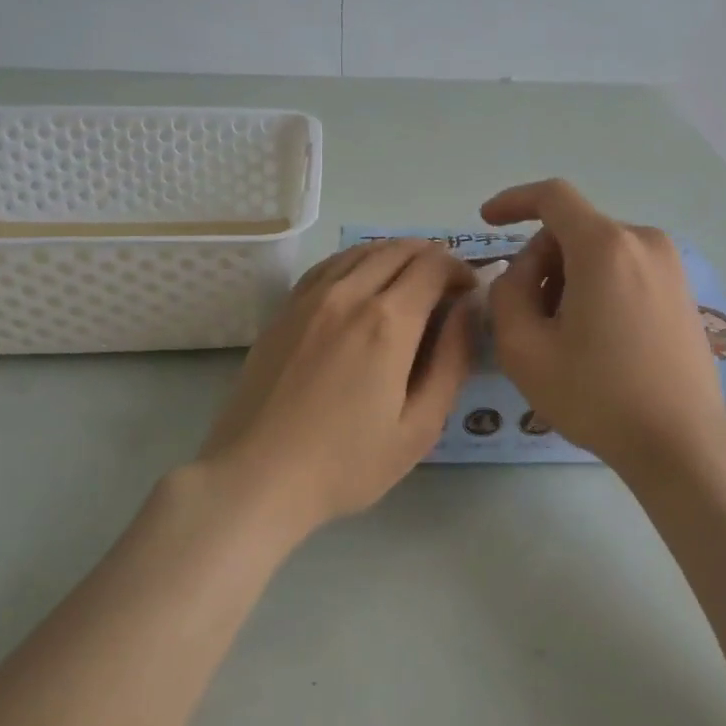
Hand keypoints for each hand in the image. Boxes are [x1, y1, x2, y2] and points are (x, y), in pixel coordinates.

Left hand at [197, 239, 475, 535]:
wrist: (257, 476)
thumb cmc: (346, 463)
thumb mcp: (419, 427)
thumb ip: (452, 361)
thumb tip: (468, 309)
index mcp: (388, 321)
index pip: (433, 265)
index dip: (459, 271)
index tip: (469, 294)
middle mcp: (349, 293)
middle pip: (399, 249)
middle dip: (432, 258)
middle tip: (445, 288)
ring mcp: (311, 297)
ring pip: (362, 250)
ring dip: (395, 255)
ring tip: (408, 282)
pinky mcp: (285, 308)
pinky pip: (329, 265)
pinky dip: (357, 261)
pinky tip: (362, 283)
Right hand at [482, 179, 725, 477]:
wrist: (682, 443)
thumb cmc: (597, 395)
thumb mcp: (524, 349)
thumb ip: (507, 293)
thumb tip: (523, 271)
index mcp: (606, 246)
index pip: (552, 196)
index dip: (513, 201)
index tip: (486, 220)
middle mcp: (643, 241)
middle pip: (573, 230)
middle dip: (541, 261)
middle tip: (526, 315)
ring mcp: (670, 265)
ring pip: (599, 251)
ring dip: (568, 277)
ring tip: (563, 335)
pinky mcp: (682, 289)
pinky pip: (625, 268)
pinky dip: (598, 286)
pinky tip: (596, 337)